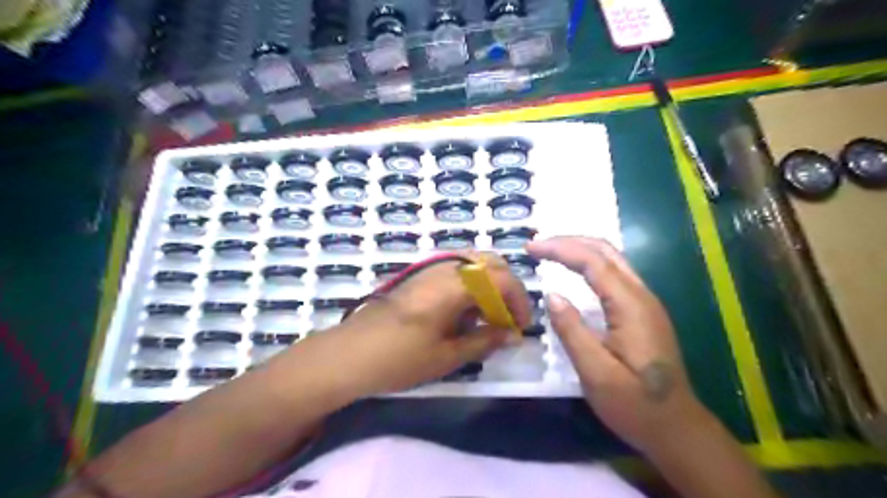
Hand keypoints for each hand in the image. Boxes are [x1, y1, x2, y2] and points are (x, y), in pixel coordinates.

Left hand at [326, 253, 528, 396]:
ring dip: (489, 284)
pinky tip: (464, 312)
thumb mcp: (447, 356)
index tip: (521, 326)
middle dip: (507, 287)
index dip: (519, 300)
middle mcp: (444, 268)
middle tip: (507, 317)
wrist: (349, 354)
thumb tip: (512, 335)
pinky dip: (471, 285)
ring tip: (486, 317)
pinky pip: (456, 269)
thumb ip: (484, 340)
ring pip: (473, 262)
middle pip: (490, 262)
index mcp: (453, 285)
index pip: (501, 279)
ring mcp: (429, 268)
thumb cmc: (398, 358)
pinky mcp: (419, 275)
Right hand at [526, 238, 708, 453]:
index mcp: (631, 306)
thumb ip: (572, 331)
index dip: (560, 249)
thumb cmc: (635, 405)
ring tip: (549, 252)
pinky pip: (614, 273)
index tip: (531, 248)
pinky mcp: (642, 311)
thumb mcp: (596, 373)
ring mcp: (645, 302)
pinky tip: (574, 271)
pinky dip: (589, 263)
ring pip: (612, 259)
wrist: (677, 428)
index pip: (593, 261)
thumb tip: (551, 296)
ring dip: (579, 249)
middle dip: (569, 241)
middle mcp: (641, 295)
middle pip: (606, 250)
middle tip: (537, 246)